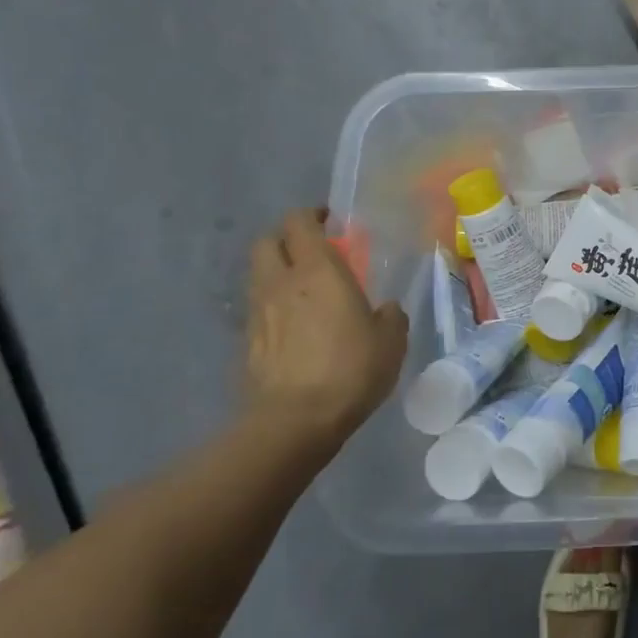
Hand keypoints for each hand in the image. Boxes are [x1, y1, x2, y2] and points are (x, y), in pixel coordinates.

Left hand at [244, 209, 407, 455]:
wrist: (293, 422)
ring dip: (278, 272)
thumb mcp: (391, 340)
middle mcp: (281, 282)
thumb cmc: (350, 370)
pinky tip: (295, 326)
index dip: (312, 215)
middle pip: (267, 241)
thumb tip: (385, 309)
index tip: (331, 221)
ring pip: (259, 275)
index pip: (299, 222)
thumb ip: (389, 315)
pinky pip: (259, 309)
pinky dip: (273, 306)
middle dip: (286, 238)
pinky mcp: (247, 342)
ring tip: (305, 289)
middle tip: (313, 250)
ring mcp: (258, 312)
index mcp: (317, 270)